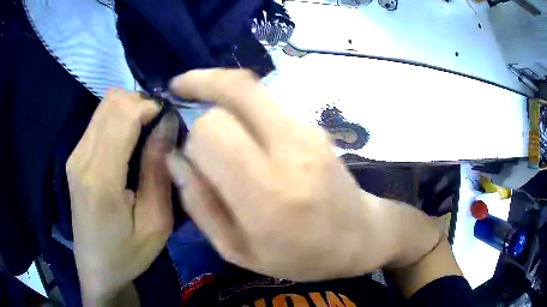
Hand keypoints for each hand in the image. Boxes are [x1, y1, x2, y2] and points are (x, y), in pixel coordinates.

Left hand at [66, 90, 174, 302]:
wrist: (96, 268)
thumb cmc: (128, 253)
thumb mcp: (155, 222)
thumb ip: (158, 170)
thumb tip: (167, 124)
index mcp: (101, 179)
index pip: (124, 114)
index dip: (151, 107)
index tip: (170, 122)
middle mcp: (82, 158)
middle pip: (113, 101)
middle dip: (141, 103)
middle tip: (160, 127)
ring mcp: (74, 155)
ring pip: (104, 105)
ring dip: (130, 109)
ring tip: (147, 132)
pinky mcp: (74, 156)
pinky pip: (98, 119)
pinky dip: (118, 118)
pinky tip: (129, 141)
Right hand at [167, 69, 441, 280]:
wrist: (359, 237)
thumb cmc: (299, 256)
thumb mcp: (237, 249)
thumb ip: (199, 204)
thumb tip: (175, 158)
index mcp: (266, 193)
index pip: (211, 130)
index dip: (191, 136)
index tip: (188, 153)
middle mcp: (289, 149)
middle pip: (234, 88)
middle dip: (202, 90)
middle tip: (185, 98)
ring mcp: (308, 131)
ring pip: (250, 88)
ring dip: (222, 96)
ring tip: (213, 119)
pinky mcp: (315, 125)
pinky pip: (266, 103)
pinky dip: (244, 107)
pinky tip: (243, 134)